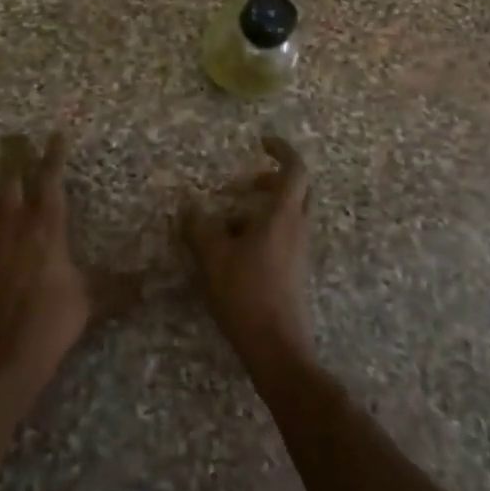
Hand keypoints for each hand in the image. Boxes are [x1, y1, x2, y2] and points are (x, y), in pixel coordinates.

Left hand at [0, 133, 103, 402]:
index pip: (51, 182)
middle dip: (11, 157)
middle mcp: (13, 224)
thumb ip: (120, 286)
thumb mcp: (92, 301)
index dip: (53, 156)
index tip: (55, 133)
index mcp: (46, 227)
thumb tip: (156, 281)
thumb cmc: (51, 321)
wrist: (2, 353)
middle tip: (10, 136)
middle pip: (11, 181)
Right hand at [183, 135, 313, 372]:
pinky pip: (285, 236)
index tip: (261, 141)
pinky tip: (237, 248)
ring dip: (266, 206)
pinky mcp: (296, 272)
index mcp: (283, 215)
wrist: (277, 349)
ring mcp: (300, 252)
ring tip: (231, 217)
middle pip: (299, 190)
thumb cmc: (246, 294)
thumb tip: (189, 204)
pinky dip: (265, 229)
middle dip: (274, 178)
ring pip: (291, 214)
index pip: (295, 169)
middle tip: (246, 181)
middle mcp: (298, 228)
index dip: (282, 150)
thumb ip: (199, 225)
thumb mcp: (212, 256)